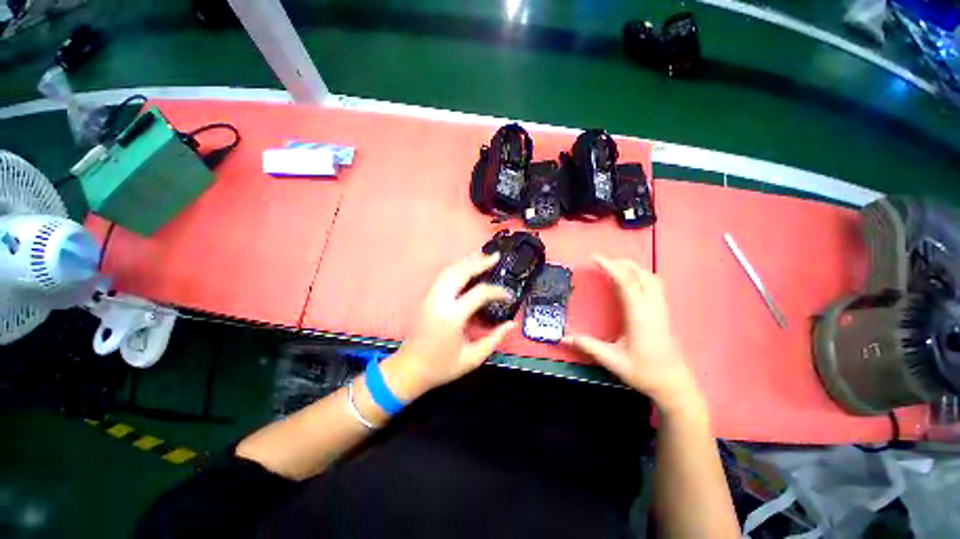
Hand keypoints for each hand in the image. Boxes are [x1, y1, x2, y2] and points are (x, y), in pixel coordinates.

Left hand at [384, 253, 515, 398]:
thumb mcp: (472, 358)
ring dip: (467, 261)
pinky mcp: (426, 298)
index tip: (509, 295)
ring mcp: (430, 297)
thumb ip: (494, 339)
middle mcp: (439, 301)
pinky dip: (457, 268)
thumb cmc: (441, 367)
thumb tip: (512, 323)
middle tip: (495, 256)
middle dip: (479, 262)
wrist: (409, 370)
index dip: (497, 292)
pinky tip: (466, 267)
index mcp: (452, 317)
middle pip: (460, 272)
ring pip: (449, 271)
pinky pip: (443, 276)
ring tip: (483, 256)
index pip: (479, 293)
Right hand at [563, 256, 702, 412]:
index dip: (610, 266)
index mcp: (640, 316)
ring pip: (650, 277)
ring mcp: (661, 309)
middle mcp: (653, 307)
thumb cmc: (644, 372)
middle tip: (600, 260)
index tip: (594, 258)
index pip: (626, 282)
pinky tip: (630, 280)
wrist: (675, 385)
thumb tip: (563, 337)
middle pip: (640, 274)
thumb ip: (588, 346)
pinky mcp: (664, 312)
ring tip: (613, 265)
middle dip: (620, 262)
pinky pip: (654, 285)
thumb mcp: (612, 360)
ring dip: (632, 267)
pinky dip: (640, 275)